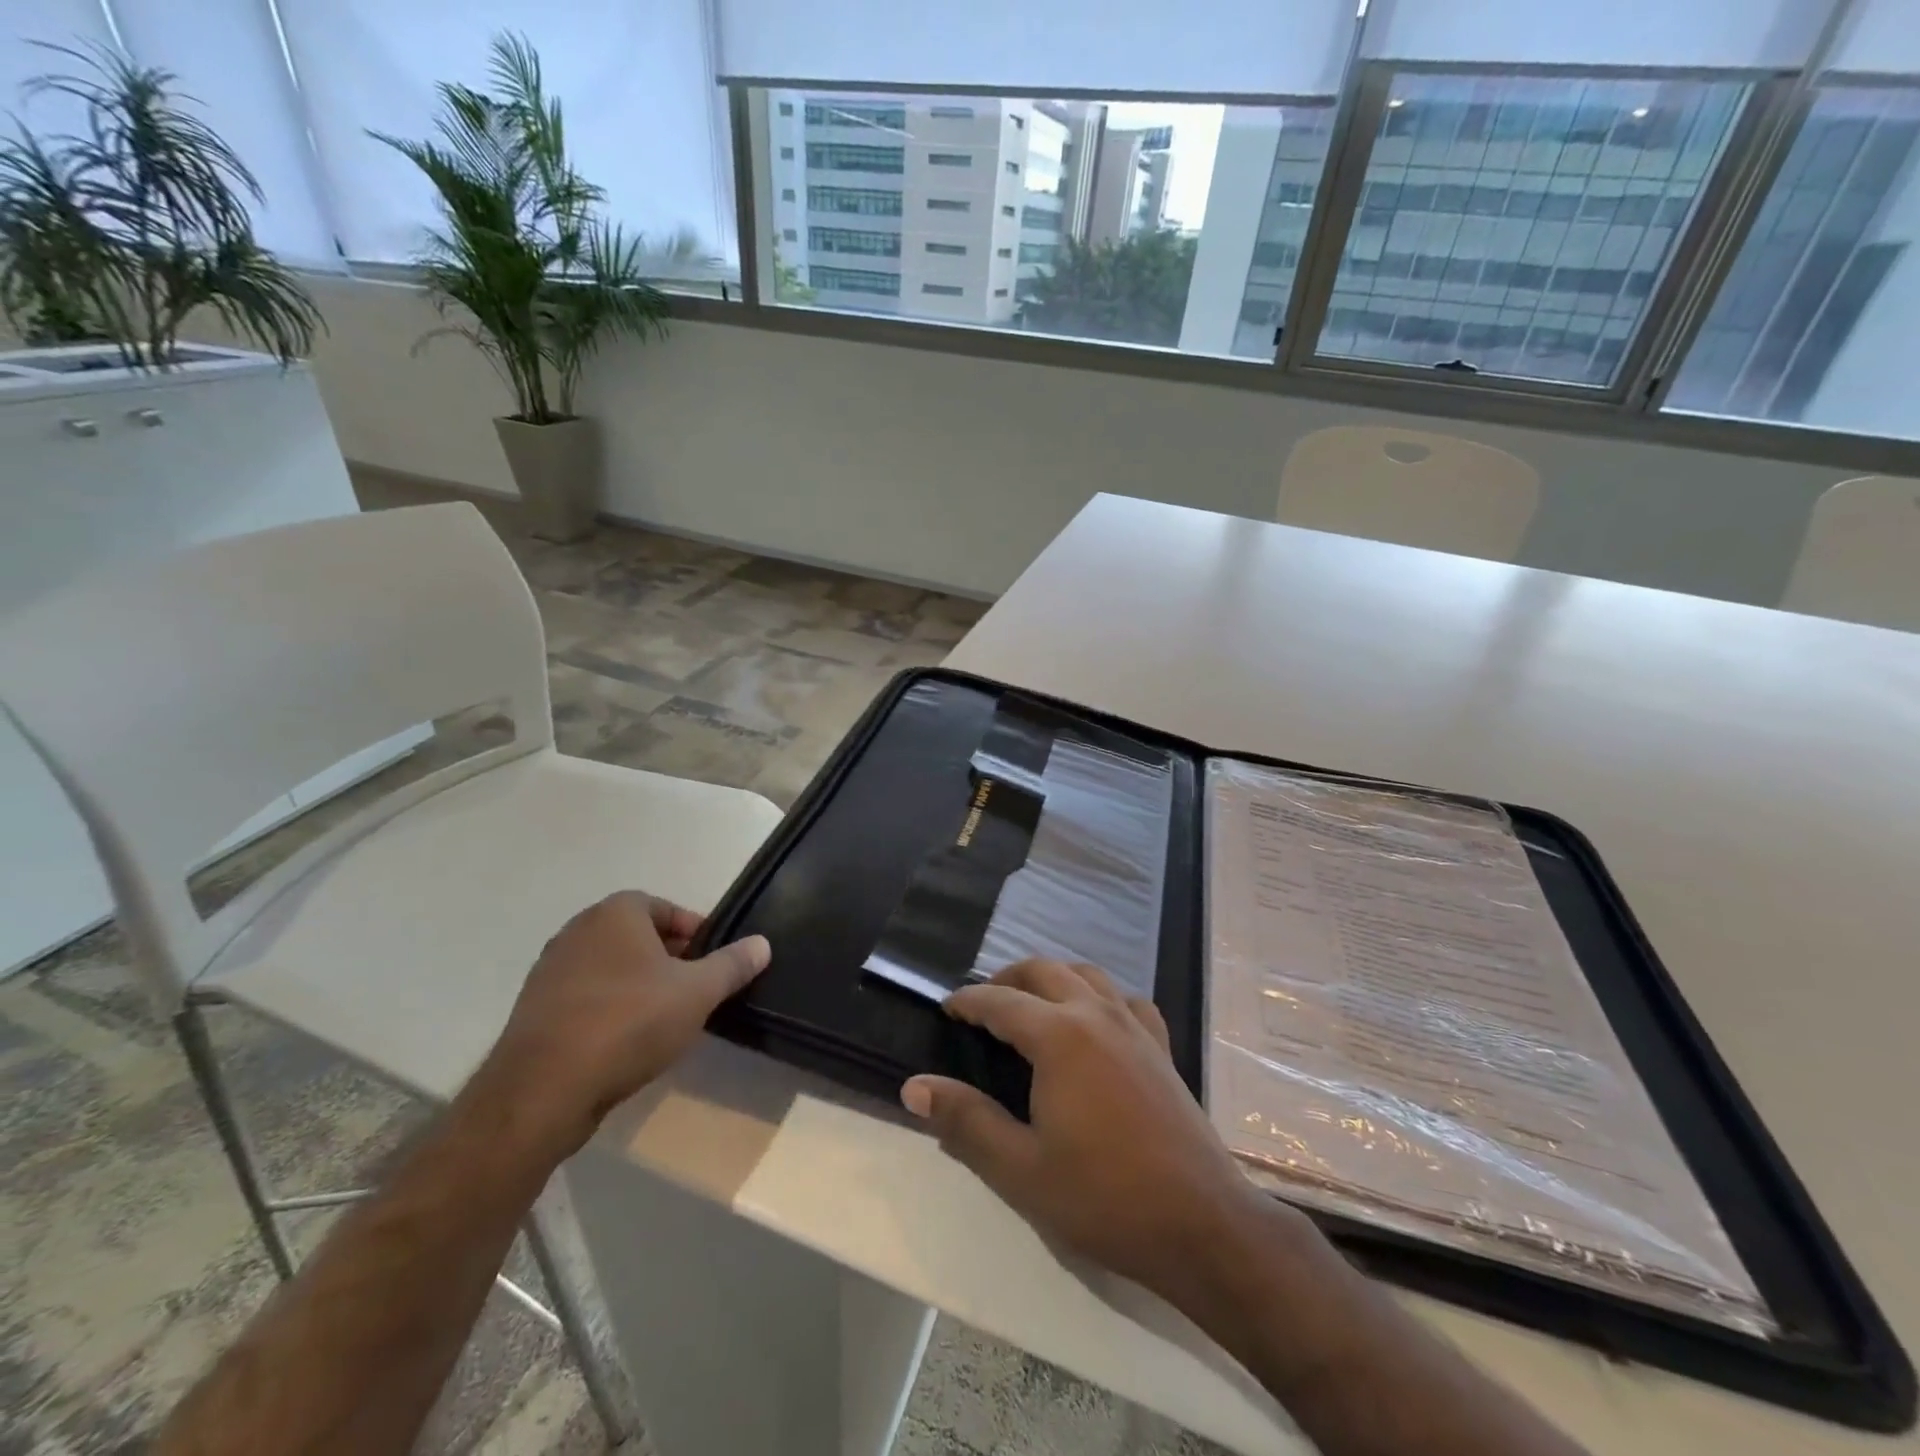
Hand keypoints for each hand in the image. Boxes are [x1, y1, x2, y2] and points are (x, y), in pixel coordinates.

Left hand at [480, 891, 770, 1155]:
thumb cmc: (629, 1023)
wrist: (542, 1090)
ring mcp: (550, 971)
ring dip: (640, 985)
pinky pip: (586, 998)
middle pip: (636, 936)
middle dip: (670, 958)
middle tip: (697, 988)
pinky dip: (611, 1009)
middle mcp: (578, 931)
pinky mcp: (535, 1011)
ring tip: (667, 1017)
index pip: (664, 907)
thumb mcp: (697, 992)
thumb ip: (732, 964)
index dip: (694, 930)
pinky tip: (628, 1042)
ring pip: (611, 968)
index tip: (714, 959)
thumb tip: (763, 943)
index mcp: (615, 913)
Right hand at [901, 959, 1274, 1306]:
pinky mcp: (1161, 1046)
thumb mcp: (1021, 1169)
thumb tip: (914, 1087)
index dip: (968, 1001)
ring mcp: (1135, 1026)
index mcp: (1059, 1036)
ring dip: (1052, 979)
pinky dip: (1100, 997)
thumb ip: (965, 1122)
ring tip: (1031, 1005)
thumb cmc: (1105, 1197)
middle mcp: (1096, 1014)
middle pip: (1043, 971)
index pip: (1000, 1001)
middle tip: (982, 1005)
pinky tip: (1096, 1023)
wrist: (1201, 1223)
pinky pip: (1126, 1000)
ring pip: (1086, 975)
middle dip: (1007, 979)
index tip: (947, 1008)